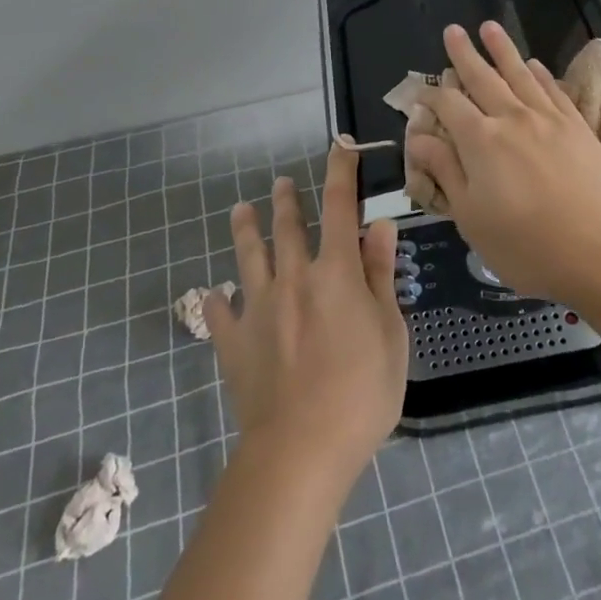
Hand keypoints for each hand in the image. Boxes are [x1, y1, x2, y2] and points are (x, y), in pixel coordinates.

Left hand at [204, 142, 408, 482]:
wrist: (300, 451)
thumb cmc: (361, 392)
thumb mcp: (390, 333)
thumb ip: (381, 276)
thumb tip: (380, 226)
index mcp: (335, 272)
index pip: (339, 208)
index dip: (340, 173)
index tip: (340, 148)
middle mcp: (293, 278)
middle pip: (288, 227)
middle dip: (288, 200)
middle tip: (283, 183)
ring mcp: (258, 310)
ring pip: (248, 258)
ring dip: (245, 230)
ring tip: (240, 210)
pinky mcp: (234, 344)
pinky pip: (220, 316)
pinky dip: (215, 302)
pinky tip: (210, 295)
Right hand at [406, 21, 600, 305]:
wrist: (595, 251)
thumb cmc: (523, 244)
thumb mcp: (470, 216)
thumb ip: (445, 170)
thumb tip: (419, 136)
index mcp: (481, 140)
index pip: (449, 105)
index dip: (431, 95)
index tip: (421, 93)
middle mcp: (512, 118)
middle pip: (483, 77)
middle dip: (464, 53)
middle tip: (453, 30)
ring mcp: (548, 119)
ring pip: (520, 74)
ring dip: (503, 49)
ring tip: (489, 27)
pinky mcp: (577, 127)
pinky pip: (554, 90)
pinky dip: (540, 74)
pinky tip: (534, 65)